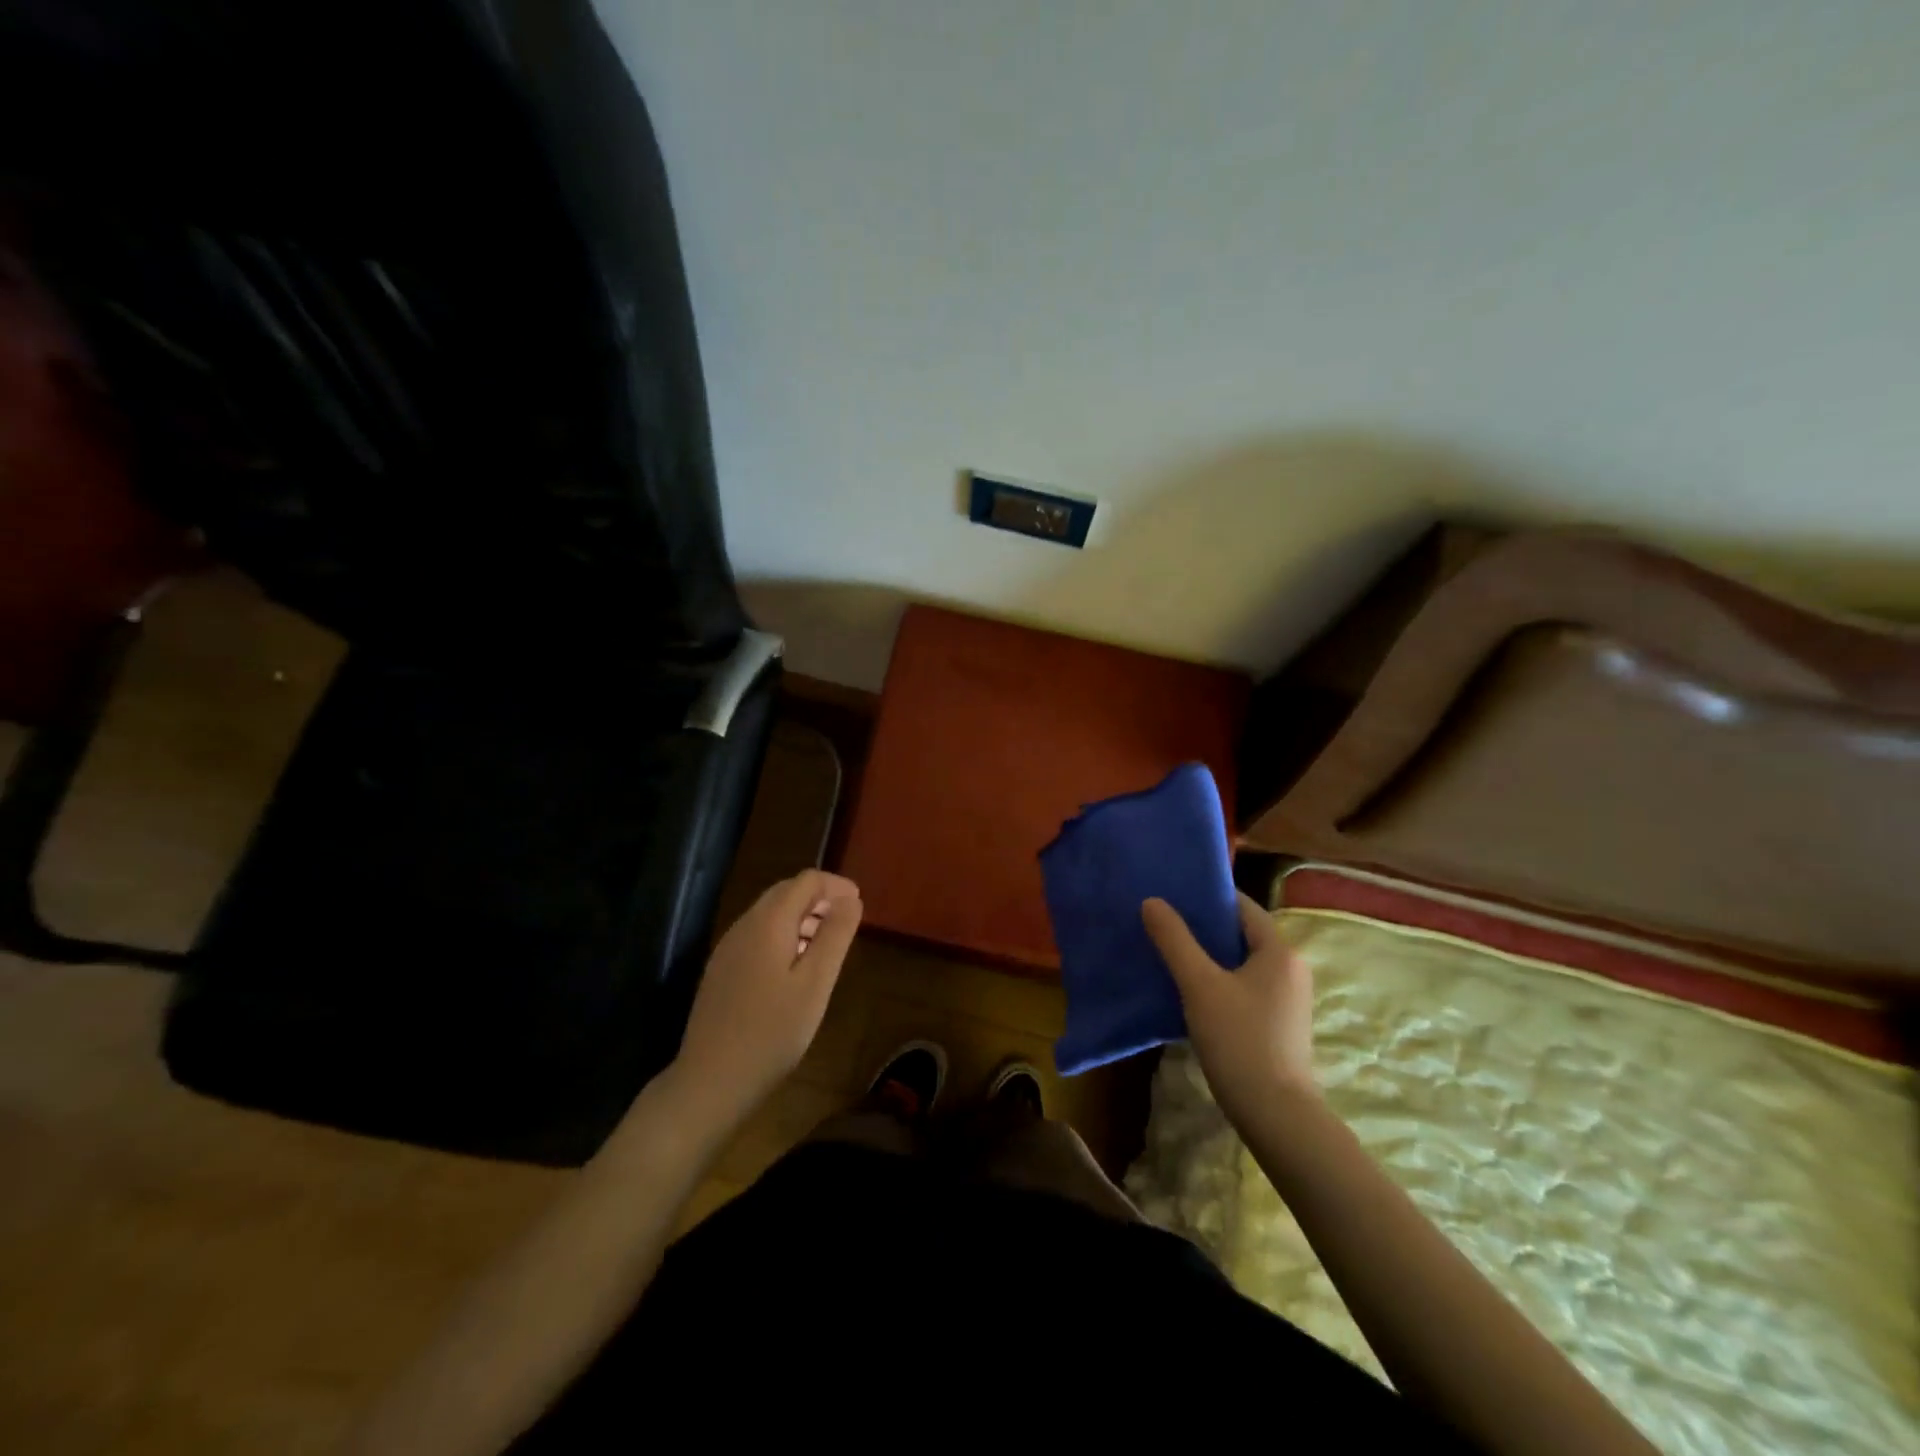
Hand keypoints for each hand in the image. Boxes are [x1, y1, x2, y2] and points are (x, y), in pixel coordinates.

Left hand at [668, 870, 862, 1133]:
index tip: (859, 906)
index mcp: (768, 922)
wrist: (710, 1081)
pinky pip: (758, 936)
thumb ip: (835, 936)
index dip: (836, 886)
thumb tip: (851, 899)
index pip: (806, 880)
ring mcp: (728, 949)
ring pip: (770, 914)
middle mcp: (744, 926)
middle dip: (819, 899)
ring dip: (802, 918)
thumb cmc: (772, 1032)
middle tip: (846, 924)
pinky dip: (784, 936)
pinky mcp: (722, 971)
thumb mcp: (815, 984)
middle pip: (786, 892)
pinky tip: (795, 968)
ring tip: (826, 947)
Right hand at [1142, 893, 1315, 1123]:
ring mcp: (1288, 999)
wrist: (1277, 1116)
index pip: (1243, 907)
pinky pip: (1246, 988)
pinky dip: (1220, 982)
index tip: (1173, 896)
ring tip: (1170, 954)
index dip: (1208, 898)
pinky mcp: (1280, 1025)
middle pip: (1242, 935)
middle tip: (1163, 924)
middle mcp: (1291, 969)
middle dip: (1204, 928)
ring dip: (1209, 957)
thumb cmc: (1240, 1040)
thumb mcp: (1199, 985)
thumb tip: (1152, 901)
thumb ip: (1175, 940)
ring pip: (1242, 963)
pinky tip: (1191, 993)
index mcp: (1280, 951)